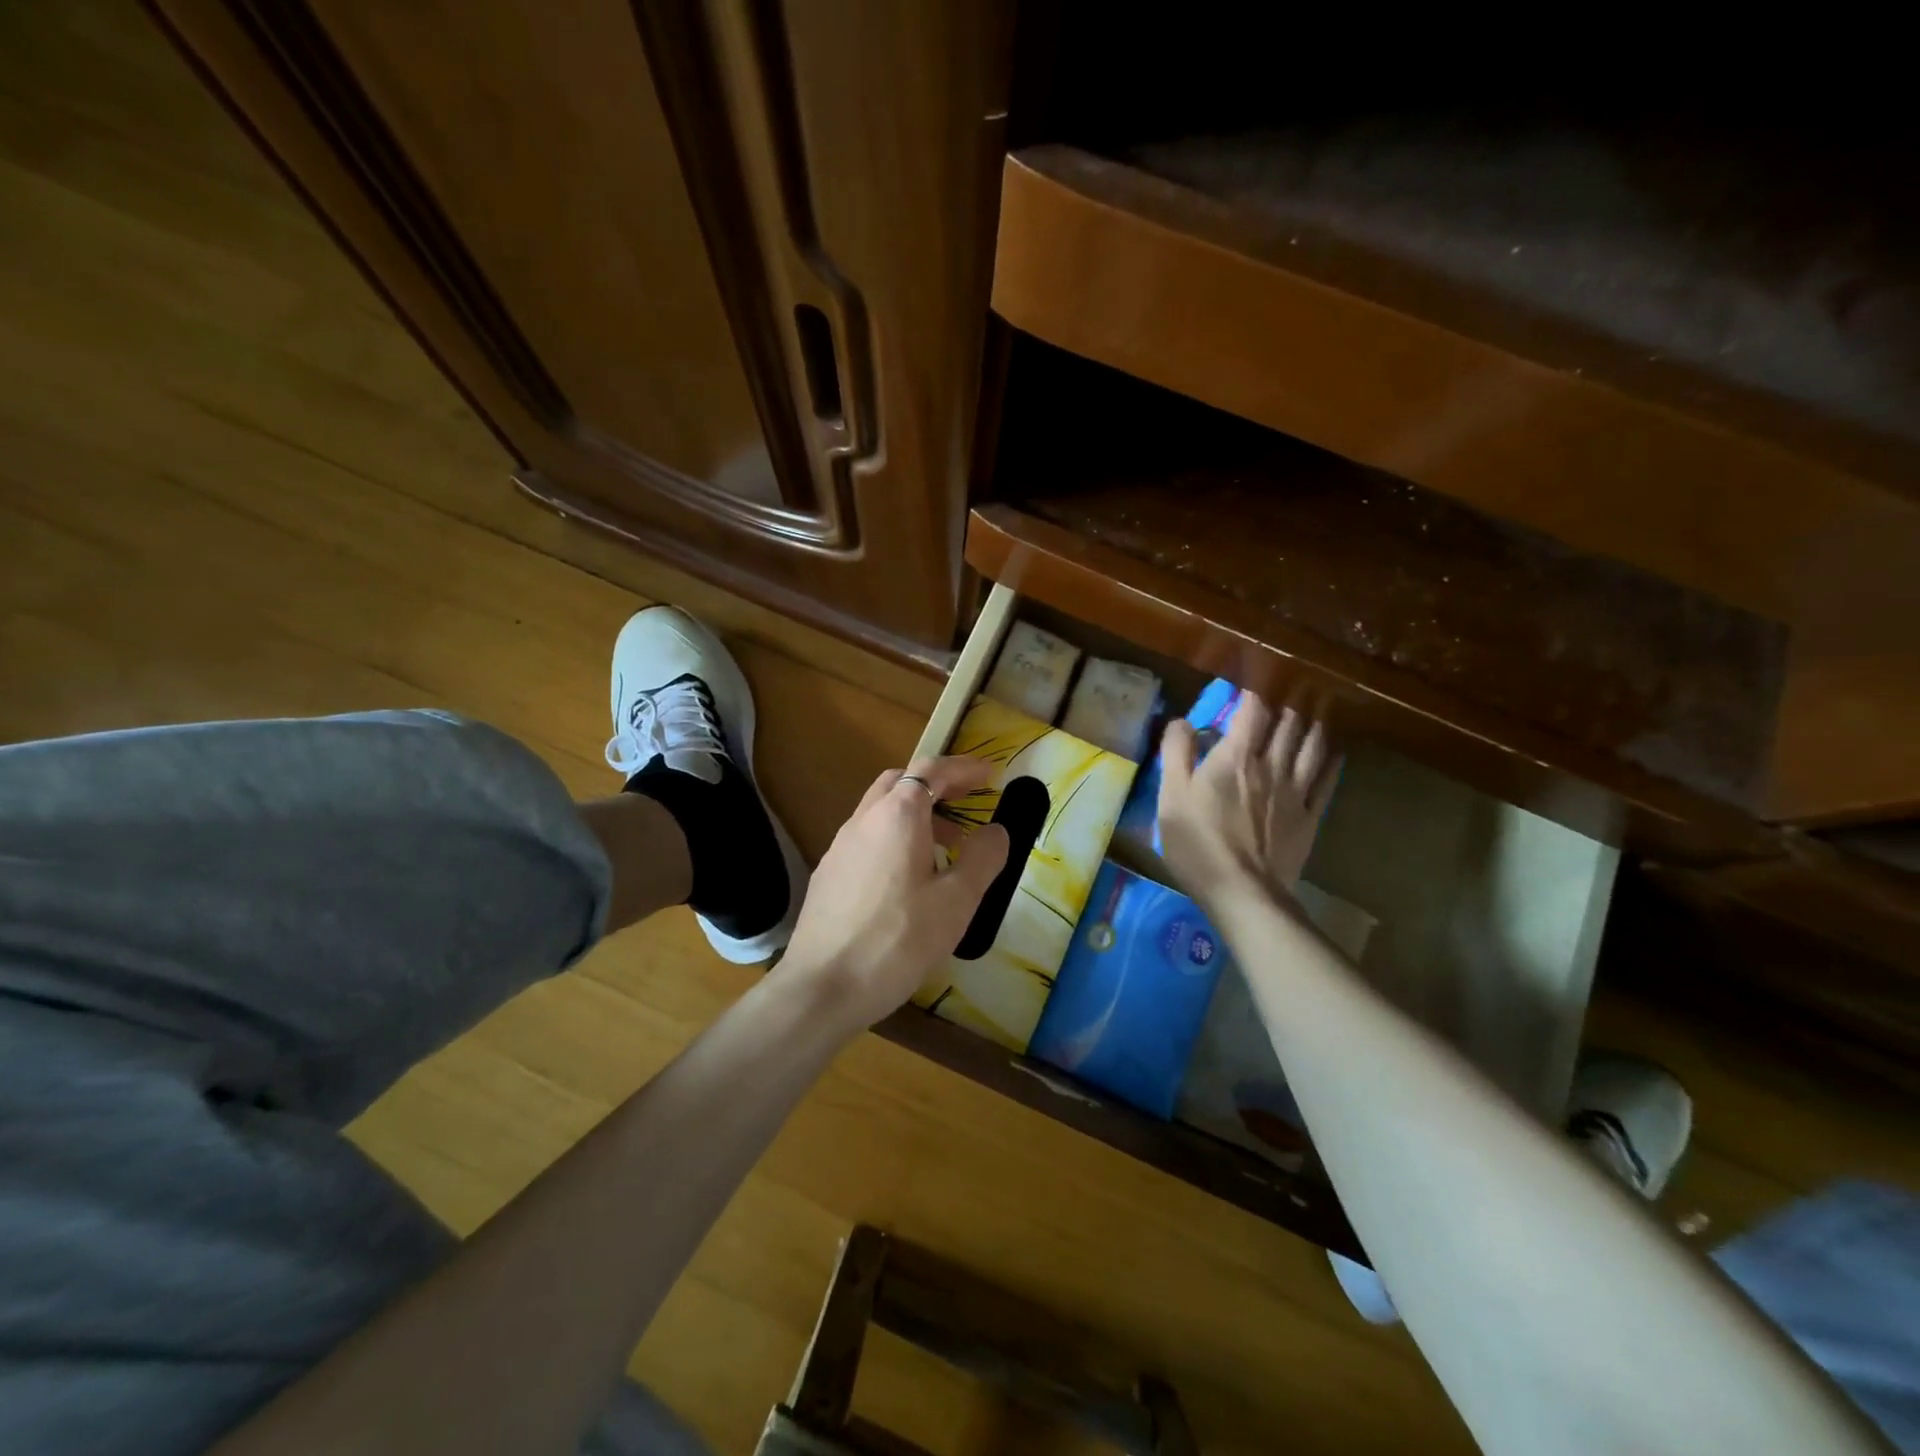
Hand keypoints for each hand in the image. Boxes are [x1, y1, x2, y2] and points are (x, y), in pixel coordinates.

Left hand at [781, 756, 1010, 1031]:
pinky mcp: (828, 874)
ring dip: (915, 814)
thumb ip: (982, 858)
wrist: (823, 987)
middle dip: (936, 785)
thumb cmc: (898, 940)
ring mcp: (840, 846)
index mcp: (897, 816)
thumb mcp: (956, 902)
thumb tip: (996, 830)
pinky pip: (867, 838)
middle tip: (967, 801)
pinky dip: (895, 837)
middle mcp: (864, 820)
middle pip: (900, 782)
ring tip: (947, 846)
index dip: (963, 768)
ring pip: (880, 811)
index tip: (990, 775)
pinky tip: (908, 878)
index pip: (931, 770)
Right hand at [1157, 693, 1339, 906]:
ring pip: (1312, 747)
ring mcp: (1296, 792)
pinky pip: (1327, 781)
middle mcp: (1271, 765)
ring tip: (1313, 714)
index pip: (1252, 710)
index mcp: (1236, 756)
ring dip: (1313, 727)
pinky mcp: (1309, 817)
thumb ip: (1176, 753)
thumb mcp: (1171, 796)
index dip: (1253, 692)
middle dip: (1286, 706)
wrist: (1243, 892)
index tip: (1250, 682)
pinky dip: (1332, 762)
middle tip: (1287, 695)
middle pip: (1287, 725)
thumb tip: (1182, 721)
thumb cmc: (1198, 842)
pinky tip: (1335, 753)